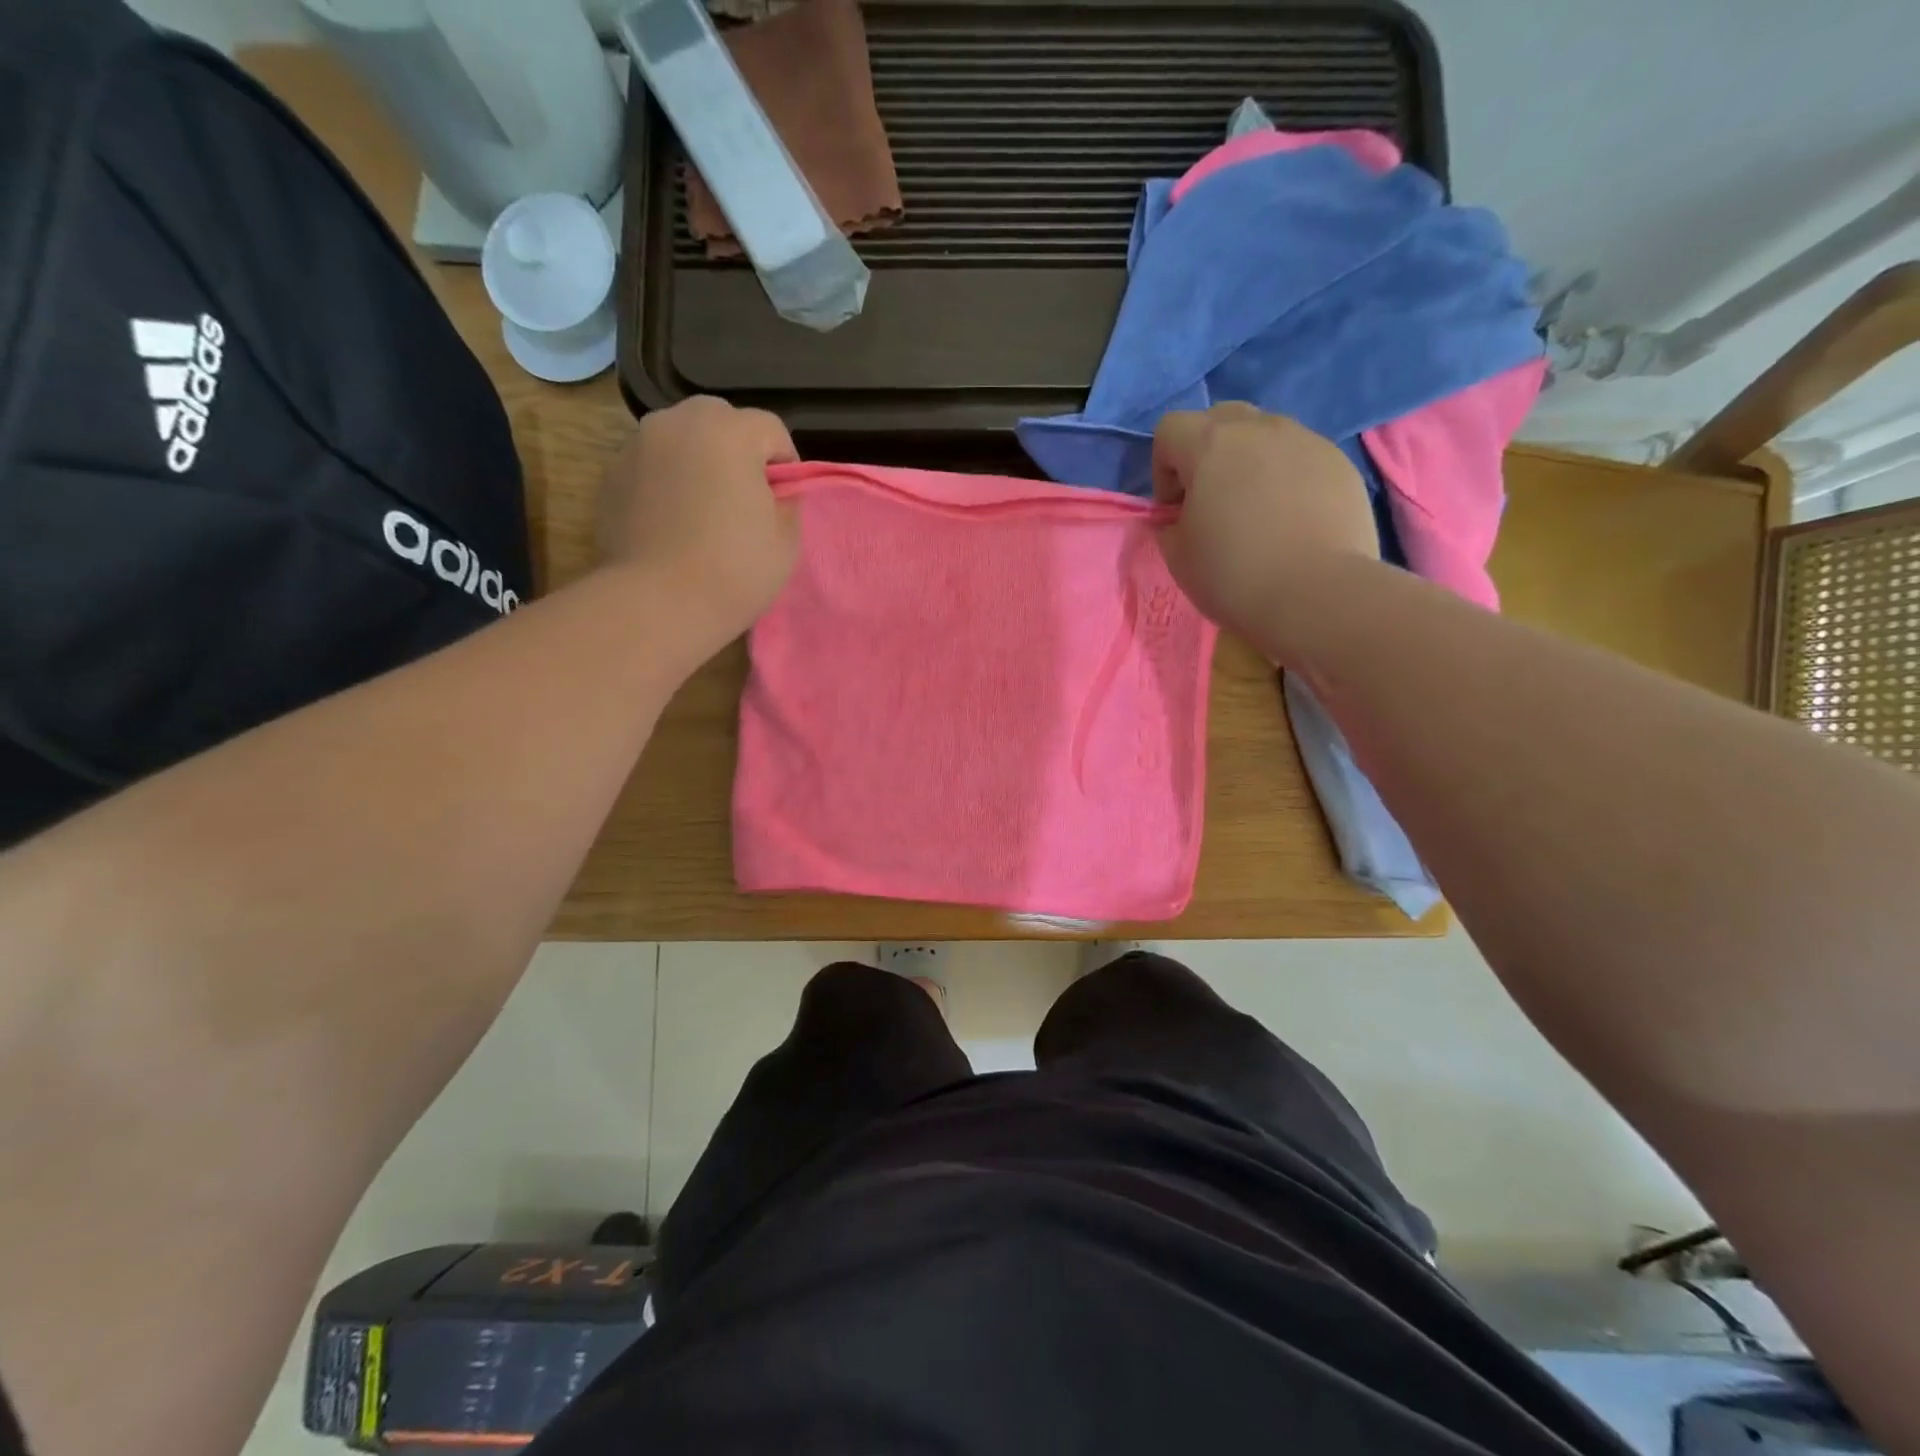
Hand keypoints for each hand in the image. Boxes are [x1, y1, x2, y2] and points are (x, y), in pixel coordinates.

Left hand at [599, 396, 799, 645]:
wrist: (658, 603)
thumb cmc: (735, 570)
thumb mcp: (787, 540)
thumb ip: (786, 502)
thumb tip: (773, 492)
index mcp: (729, 431)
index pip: (771, 429)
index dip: (785, 464)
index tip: (782, 500)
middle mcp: (679, 422)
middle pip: (720, 421)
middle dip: (737, 452)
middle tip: (743, 500)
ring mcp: (638, 445)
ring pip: (681, 440)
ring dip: (698, 462)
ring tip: (703, 511)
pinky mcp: (611, 474)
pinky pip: (652, 466)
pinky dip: (666, 482)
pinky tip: (672, 524)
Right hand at [1150, 404, 1378, 638]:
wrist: (1317, 595)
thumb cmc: (1233, 574)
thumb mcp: (1176, 555)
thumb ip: (1170, 523)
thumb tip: (1182, 515)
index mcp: (1210, 444)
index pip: (1170, 429)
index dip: (1163, 469)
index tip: (1174, 510)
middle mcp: (1259, 428)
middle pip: (1220, 419)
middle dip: (1207, 455)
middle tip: (1212, 502)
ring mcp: (1306, 441)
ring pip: (1265, 435)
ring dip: (1250, 463)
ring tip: (1257, 512)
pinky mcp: (1340, 464)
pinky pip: (1301, 458)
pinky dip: (1288, 479)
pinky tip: (1292, 522)